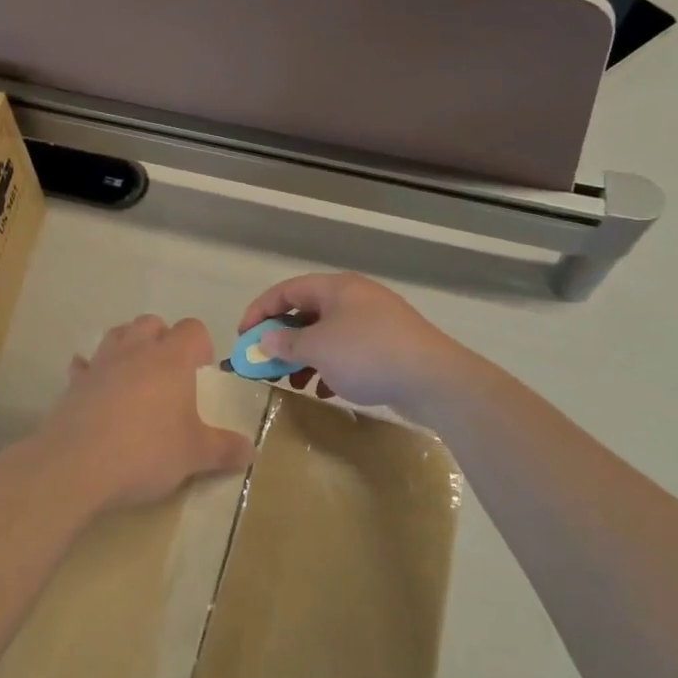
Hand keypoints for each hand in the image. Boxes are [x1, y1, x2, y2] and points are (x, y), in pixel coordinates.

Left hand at [37, 315, 252, 513]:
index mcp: (172, 358)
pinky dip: (92, 371)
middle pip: (152, 323)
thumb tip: (252, 451)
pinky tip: (96, 389)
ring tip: (136, 376)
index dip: (201, 347)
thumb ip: (225, 449)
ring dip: (128, 346)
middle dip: (163, 339)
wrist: (77, 464)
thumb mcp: (195, 455)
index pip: (193, 329)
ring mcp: (102, 362)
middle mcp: (136, 350)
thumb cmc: (146, 451)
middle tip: (170, 375)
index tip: (202, 374)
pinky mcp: (75, 382)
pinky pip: (84, 365)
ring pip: (117, 334)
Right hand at [237, 273, 467, 413]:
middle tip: (267, 363)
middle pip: (307, 312)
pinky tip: (326, 390)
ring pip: (328, 334)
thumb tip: (266, 339)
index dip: (260, 311)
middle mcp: (354, 297)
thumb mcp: (318, 348)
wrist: (433, 378)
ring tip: (294, 383)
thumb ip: (286, 343)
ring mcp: (375, 321)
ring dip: (306, 356)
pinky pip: (349, 351)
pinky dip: (331, 366)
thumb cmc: (367, 354)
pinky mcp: (390, 345)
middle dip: (284, 339)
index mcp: (335, 287)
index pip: (286, 291)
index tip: (243, 337)